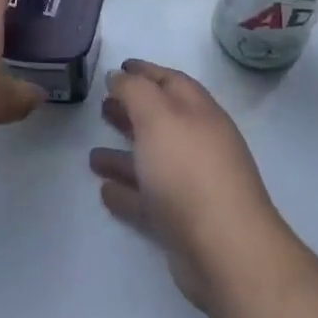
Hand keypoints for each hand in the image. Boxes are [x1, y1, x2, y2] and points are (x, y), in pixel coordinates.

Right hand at [90, 59, 291, 312]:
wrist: (225, 250)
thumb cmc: (188, 171)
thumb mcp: (157, 116)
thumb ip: (136, 91)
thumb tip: (120, 76)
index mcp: (199, 112)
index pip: (171, 81)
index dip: (145, 72)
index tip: (118, 67)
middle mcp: (199, 144)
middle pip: (162, 120)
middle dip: (133, 111)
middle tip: (102, 105)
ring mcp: (193, 184)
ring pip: (153, 161)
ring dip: (124, 155)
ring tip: (92, 155)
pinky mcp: (184, 221)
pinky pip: (149, 199)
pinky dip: (128, 192)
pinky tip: (105, 191)